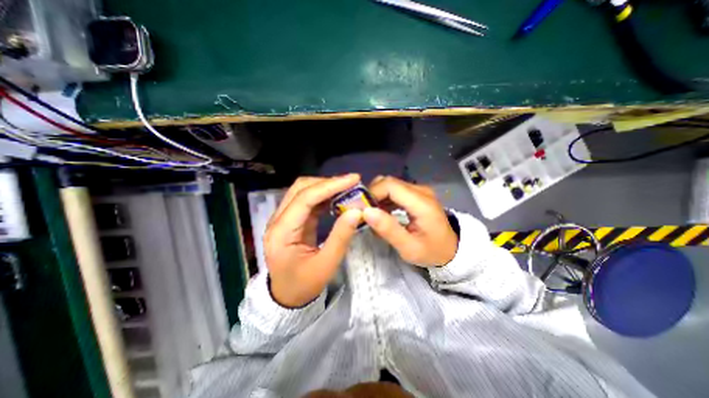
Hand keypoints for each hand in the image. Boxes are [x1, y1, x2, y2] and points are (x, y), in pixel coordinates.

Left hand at [265, 174, 361, 307]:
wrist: (286, 296)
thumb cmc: (304, 284)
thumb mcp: (326, 264)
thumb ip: (341, 236)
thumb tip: (357, 211)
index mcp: (282, 232)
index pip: (305, 199)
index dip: (330, 186)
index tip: (353, 179)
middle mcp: (278, 220)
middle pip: (301, 188)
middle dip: (327, 183)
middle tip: (351, 183)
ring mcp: (283, 218)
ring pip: (303, 191)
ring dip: (326, 187)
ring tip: (347, 188)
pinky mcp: (292, 220)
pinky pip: (307, 200)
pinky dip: (324, 196)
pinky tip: (337, 198)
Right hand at [363, 176, 456, 266]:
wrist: (451, 249)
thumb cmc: (431, 251)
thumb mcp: (409, 248)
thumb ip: (388, 230)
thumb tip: (366, 212)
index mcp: (421, 203)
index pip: (390, 185)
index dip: (372, 193)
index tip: (363, 210)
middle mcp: (421, 190)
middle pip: (388, 182)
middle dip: (373, 195)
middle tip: (366, 214)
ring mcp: (419, 190)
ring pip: (390, 184)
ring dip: (378, 197)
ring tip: (374, 215)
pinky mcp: (416, 193)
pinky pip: (395, 189)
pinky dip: (385, 199)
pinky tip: (383, 213)